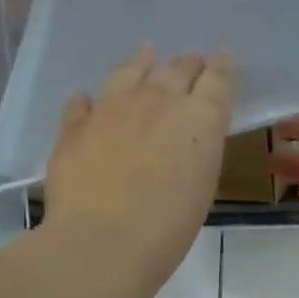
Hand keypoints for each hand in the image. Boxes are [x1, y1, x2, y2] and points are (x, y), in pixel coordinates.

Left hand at [44, 47, 236, 297]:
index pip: (218, 77)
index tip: (223, 59)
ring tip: (146, 55)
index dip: (222, 65)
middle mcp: (158, 99)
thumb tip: (186, 137)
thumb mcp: (202, 185)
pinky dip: (92, 100)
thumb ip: (198, 149)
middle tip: (192, 63)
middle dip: (188, 64)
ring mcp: (112, 107)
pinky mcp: (75, 124)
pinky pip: (84, 101)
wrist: (102, 242)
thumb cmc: (168, 227)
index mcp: (200, 117)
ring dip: (142, 62)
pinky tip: (90, 102)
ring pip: (130, 70)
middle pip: (177, 67)